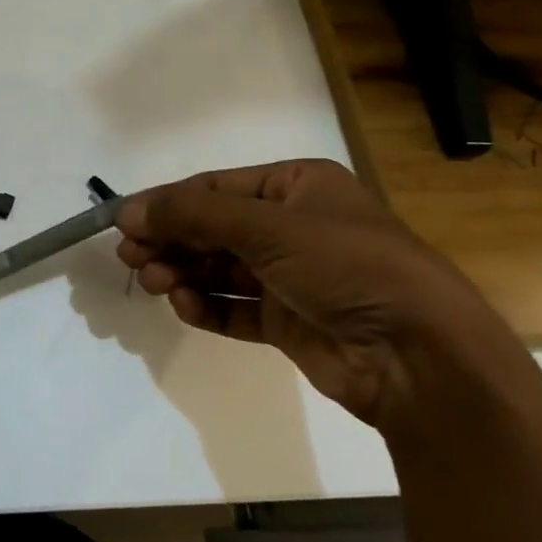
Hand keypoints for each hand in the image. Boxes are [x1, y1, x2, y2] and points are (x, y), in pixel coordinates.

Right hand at [115, 159, 507, 430]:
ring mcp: (291, 276)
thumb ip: (191, 216)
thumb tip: (126, 211)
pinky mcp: (289, 321)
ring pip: (219, 268)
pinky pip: (234, 306)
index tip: (122, 222)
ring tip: (154, 283)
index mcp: (297, 185)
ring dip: (182, 273)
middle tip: (130, 258)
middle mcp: (292, 226)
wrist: (419, 356)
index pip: (214, 188)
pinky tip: (185, 306)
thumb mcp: (266, 227)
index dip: (166, 203)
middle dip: (171, 241)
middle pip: (212, 228)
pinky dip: (206, 306)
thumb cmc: (345, 265)